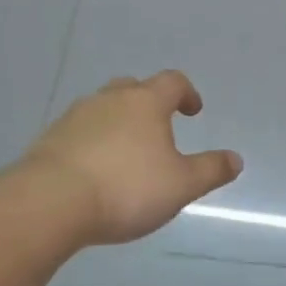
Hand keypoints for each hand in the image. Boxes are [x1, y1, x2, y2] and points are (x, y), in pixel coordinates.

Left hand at [15, 71, 242, 246]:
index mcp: (146, 102)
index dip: (187, 93)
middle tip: (158, 128)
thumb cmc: (126, 188)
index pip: (172, 82)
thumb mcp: (181, 185)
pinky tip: (94, 171)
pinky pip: (79, 132)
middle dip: (148, 103)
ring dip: (118, 123)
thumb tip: (236, 159)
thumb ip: (210, 170)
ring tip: (125, 154)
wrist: (49, 203)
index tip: (193, 111)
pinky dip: (92, 143)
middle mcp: (110, 99)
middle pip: (134, 88)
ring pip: (103, 108)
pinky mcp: (49, 140)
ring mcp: (76, 117)